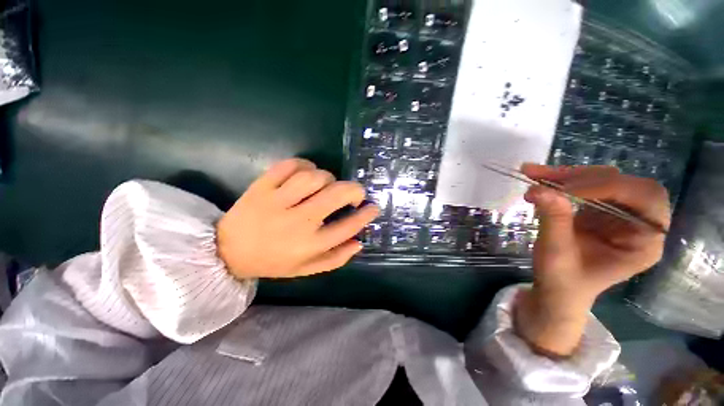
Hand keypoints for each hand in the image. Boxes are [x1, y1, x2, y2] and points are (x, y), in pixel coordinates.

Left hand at [217, 158, 379, 278]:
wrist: (227, 252)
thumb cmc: (273, 261)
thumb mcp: (307, 269)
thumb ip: (335, 258)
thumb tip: (359, 242)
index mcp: (309, 245)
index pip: (347, 227)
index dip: (365, 215)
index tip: (373, 207)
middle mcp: (297, 222)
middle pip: (335, 195)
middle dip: (354, 190)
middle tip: (356, 192)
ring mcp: (277, 202)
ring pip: (313, 177)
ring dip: (327, 177)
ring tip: (327, 184)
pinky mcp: (261, 187)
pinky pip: (288, 166)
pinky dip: (304, 165)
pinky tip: (306, 173)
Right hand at [515, 164, 670, 355]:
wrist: (556, 289)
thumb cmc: (562, 280)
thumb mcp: (556, 254)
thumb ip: (554, 221)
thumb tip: (540, 189)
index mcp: (644, 242)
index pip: (644, 199)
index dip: (608, 188)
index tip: (565, 190)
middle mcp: (637, 222)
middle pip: (622, 183)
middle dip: (583, 177)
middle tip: (544, 177)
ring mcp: (617, 213)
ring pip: (600, 179)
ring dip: (565, 175)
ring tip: (533, 174)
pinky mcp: (597, 208)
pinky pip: (582, 185)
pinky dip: (558, 180)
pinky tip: (538, 179)